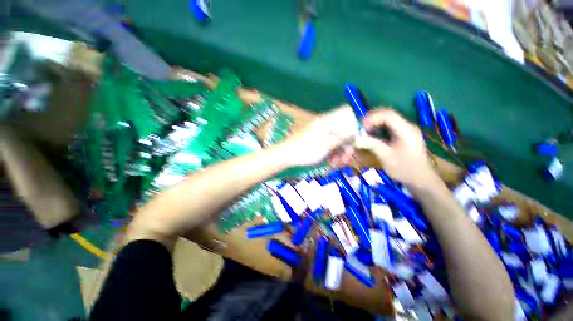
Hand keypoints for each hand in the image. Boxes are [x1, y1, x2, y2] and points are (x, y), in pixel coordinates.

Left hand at [279, 105, 358, 165]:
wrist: (286, 155)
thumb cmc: (305, 150)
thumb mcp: (325, 145)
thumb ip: (341, 138)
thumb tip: (354, 132)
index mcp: (327, 121)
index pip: (345, 112)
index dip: (354, 122)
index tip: (356, 137)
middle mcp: (324, 125)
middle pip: (342, 130)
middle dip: (346, 144)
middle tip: (346, 156)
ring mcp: (320, 134)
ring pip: (336, 140)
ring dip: (338, 152)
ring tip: (335, 163)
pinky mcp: (316, 142)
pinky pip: (328, 145)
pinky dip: (330, 154)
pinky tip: (329, 163)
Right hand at [356, 108, 439, 187]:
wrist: (420, 179)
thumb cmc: (404, 169)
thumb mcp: (386, 157)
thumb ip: (372, 145)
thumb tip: (356, 139)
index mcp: (406, 130)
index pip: (388, 115)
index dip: (372, 118)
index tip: (361, 128)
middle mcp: (407, 126)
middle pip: (387, 114)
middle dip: (371, 119)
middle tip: (359, 128)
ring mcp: (405, 129)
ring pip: (387, 119)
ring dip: (373, 123)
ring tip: (363, 131)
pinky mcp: (402, 134)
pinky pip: (388, 126)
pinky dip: (377, 128)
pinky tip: (371, 135)